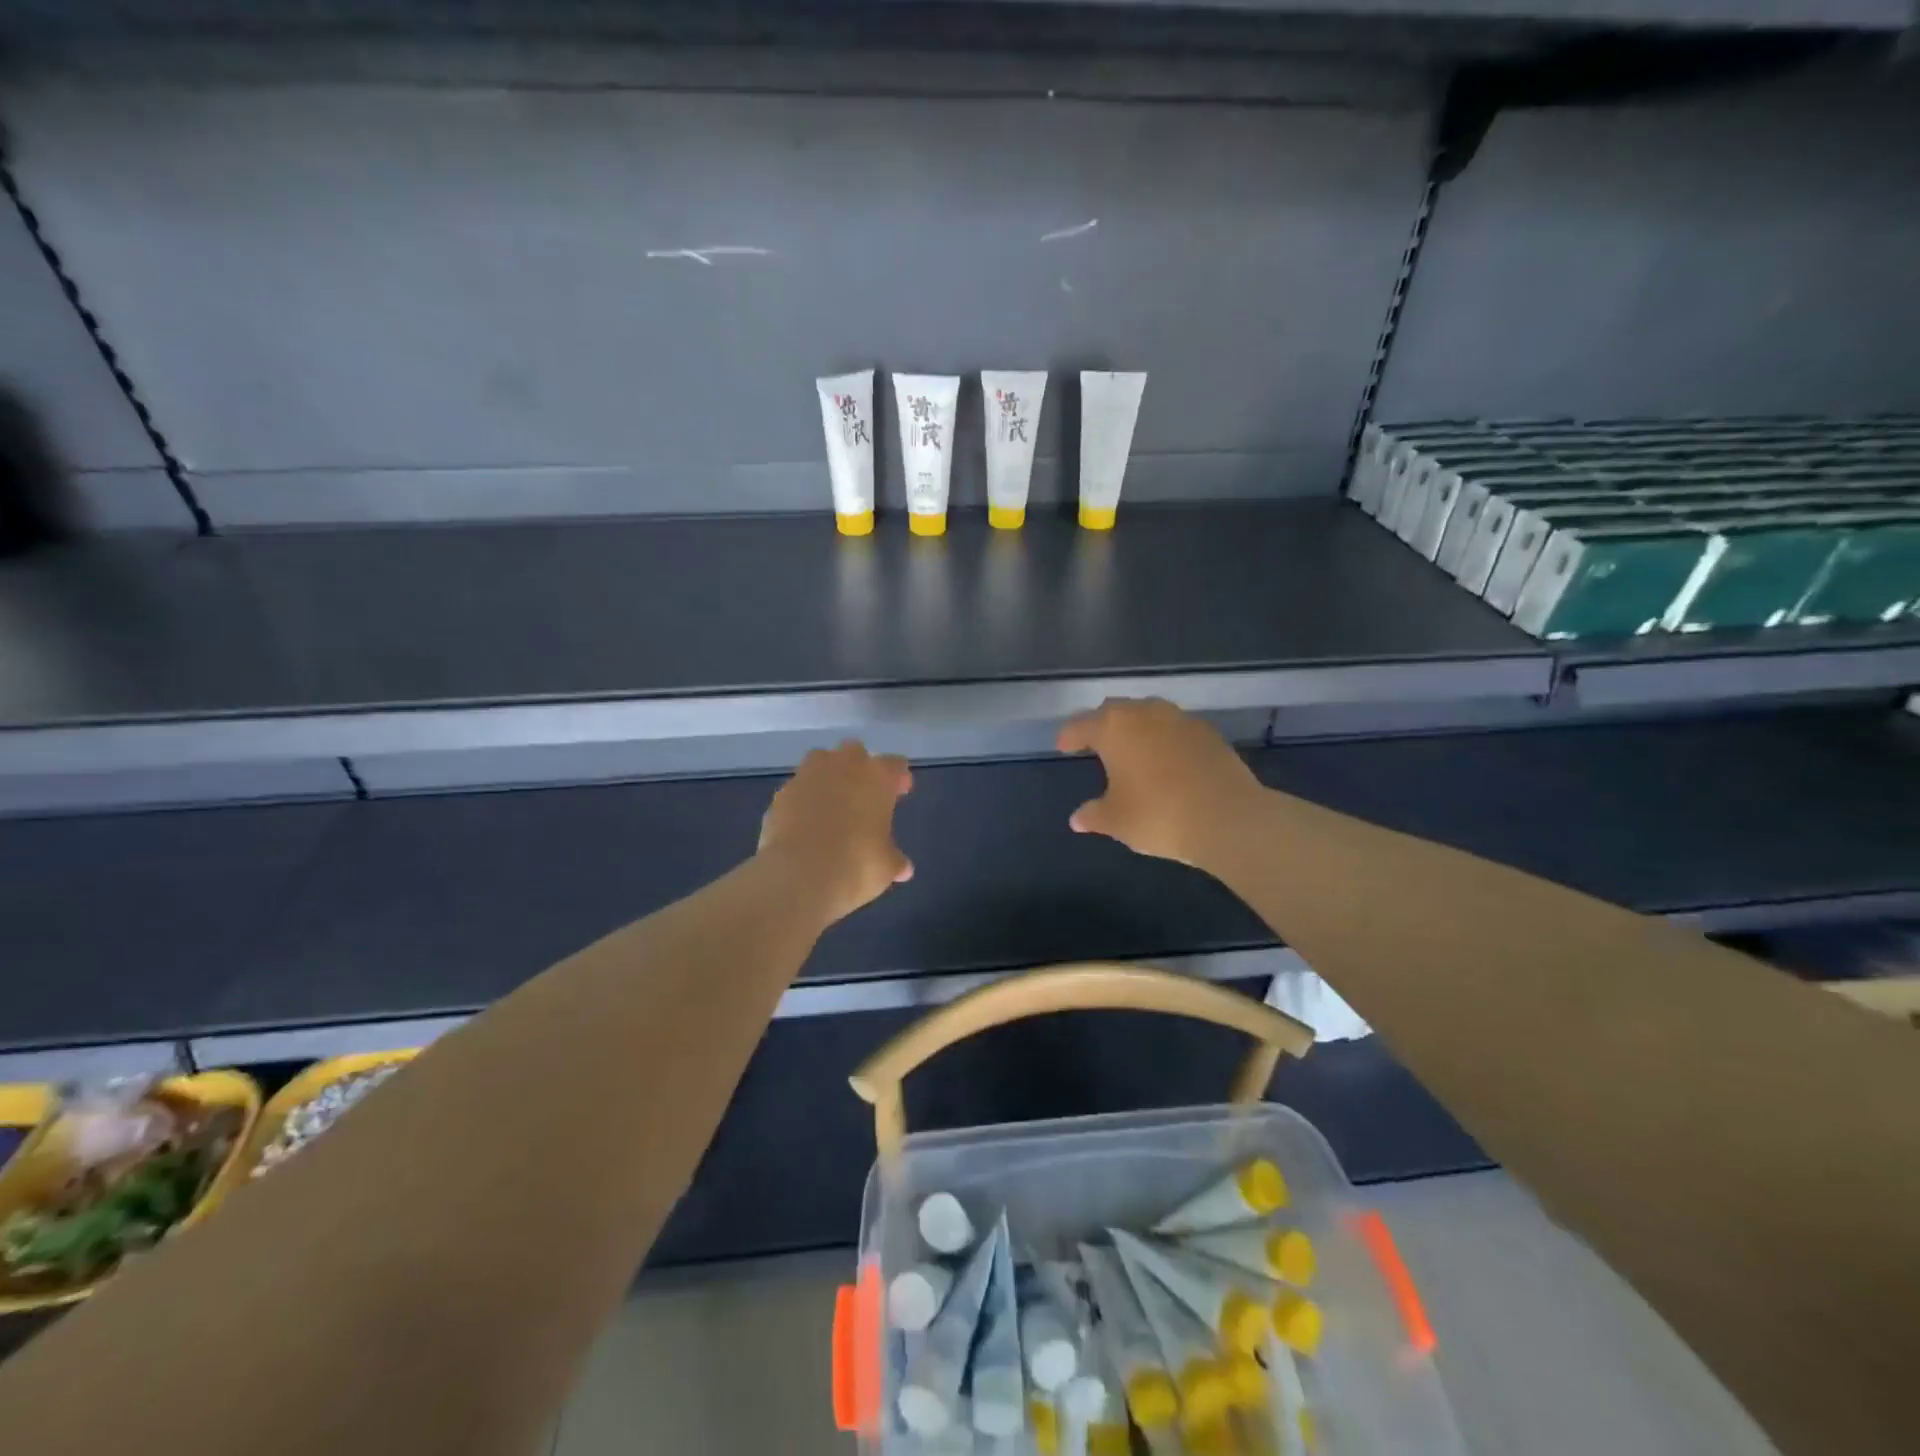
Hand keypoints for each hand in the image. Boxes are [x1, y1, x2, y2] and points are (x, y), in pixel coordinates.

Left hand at [758, 740, 913, 923]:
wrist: (799, 876)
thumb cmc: (856, 865)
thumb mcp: (886, 867)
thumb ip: (894, 860)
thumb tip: (902, 868)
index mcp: (877, 776)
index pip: (895, 764)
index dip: (898, 778)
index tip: (900, 792)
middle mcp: (843, 766)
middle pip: (855, 752)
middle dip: (860, 768)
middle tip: (864, 794)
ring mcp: (807, 776)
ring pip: (821, 762)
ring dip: (828, 777)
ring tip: (832, 805)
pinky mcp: (780, 794)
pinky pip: (798, 789)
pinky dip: (803, 800)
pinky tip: (806, 823)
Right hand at [1057, 698, 1262, 868]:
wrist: (1228, 818)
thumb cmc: (1158, 815)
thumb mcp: (1117, 820)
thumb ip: (1094, 815)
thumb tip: (1078, 819)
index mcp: (1114, 728)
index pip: (1081, 725)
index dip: (1069, 736)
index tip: (1063, 746)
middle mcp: (1145, 713)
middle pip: (1114, 711)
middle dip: (1101, 725)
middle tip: (1094, 743)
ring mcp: (1180, 719)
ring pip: (1148, 714)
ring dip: (1135, 728)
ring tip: (1131, 750)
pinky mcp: (1208, 732)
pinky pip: (1174, 728)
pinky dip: (1163, 739)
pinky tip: (1165, 760)